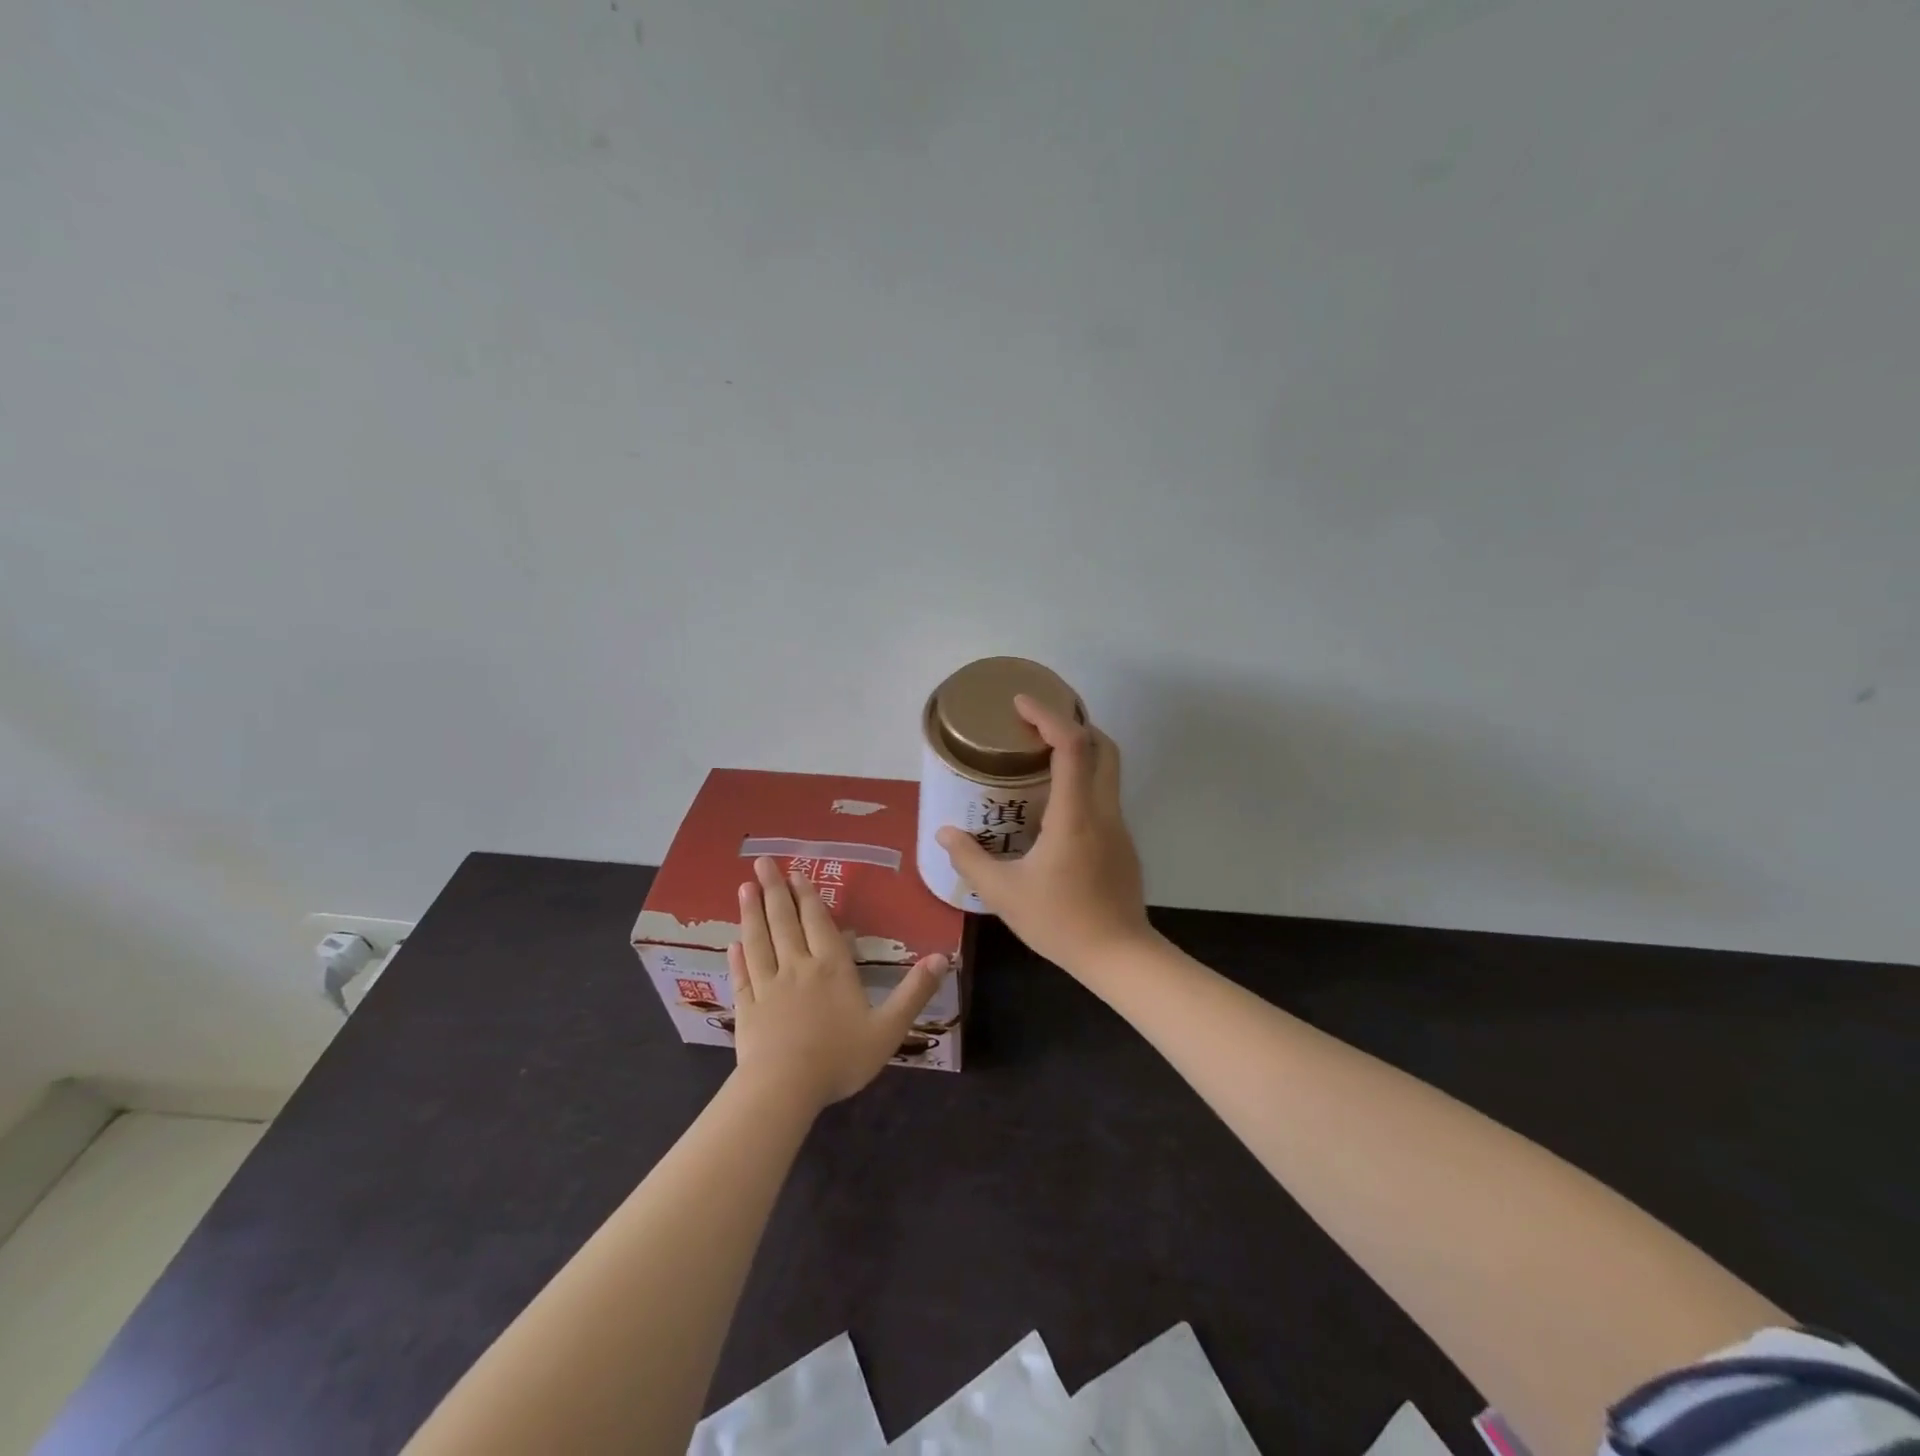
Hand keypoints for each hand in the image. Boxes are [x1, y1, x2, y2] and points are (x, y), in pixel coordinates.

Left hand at [727, 856, 949, 1109]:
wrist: (785, 1088)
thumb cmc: (840, 1057)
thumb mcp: (889, 1028)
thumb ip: (914, 992)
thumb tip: (942, 957)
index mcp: (832, 968)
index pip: (818, 922)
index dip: (807, 896)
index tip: (794, 871)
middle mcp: (797, 967)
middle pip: (784, 922)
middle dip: (774, 890)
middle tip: (762, 862)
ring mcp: (768, 987)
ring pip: (759, 941)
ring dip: (752, 913)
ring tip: (744, 887)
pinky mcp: (747, 1009)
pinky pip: (743, 976)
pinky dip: (738, 958)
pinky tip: (732, 944)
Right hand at [936, 695, 1153, 976]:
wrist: (1119, 956)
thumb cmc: (1060, 921)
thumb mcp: (1004, 893)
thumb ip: (970, 859)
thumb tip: (944, 834)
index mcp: (1075, 815)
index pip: (1072, 745)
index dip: (1049, 715)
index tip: (1021, 703)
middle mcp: (1103, 811)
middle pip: (1103, 746)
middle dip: (1074, 723)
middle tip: (1036, 724)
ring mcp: (1119, 827)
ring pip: (1108, 770)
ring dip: (1081, 752)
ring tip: (1040, 759)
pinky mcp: (1123, 844)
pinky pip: (1104, 796)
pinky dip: (1082, 782)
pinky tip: (1053, 807)